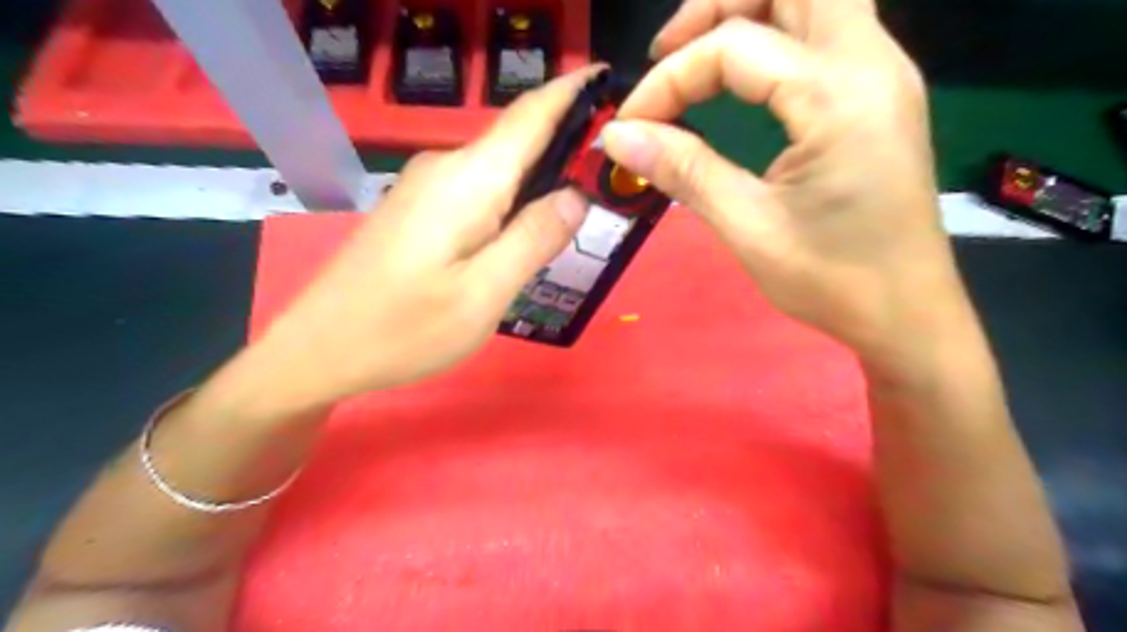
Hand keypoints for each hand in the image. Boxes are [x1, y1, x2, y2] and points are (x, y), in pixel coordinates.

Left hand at [208, 66, 603, 419]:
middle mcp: (447, 168)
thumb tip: (576, 196)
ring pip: (500, 169)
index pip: (531, 115)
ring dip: (541, 177)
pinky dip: (513, 198)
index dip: (573, 92)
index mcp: (469, 181)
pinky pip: (479, 190)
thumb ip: (533, 239)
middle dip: (567, 146)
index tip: (611, 81)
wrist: (319, 349)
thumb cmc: (404, 329)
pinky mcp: (418, 207)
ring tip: (581, 206)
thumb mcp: (483, 294)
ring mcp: (426, 186)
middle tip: (614, 175)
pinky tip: (525, 229)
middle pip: (519, 141)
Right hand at [609, 1, 967, 360]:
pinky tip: (740, 81)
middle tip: (668, 53)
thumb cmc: (832, 280)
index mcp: (840, 96)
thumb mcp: (749, 227)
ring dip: (747, 16)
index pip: (736, 47)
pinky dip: (773, 41)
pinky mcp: (878, 96)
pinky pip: (824, 35)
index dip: (670, 80)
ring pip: (812, 1)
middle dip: (718, 7)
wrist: (906, 315)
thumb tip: (617, 137)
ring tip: (694, 61)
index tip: (631, 126)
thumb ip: (684, 171)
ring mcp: (882, 75)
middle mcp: (872, 63)